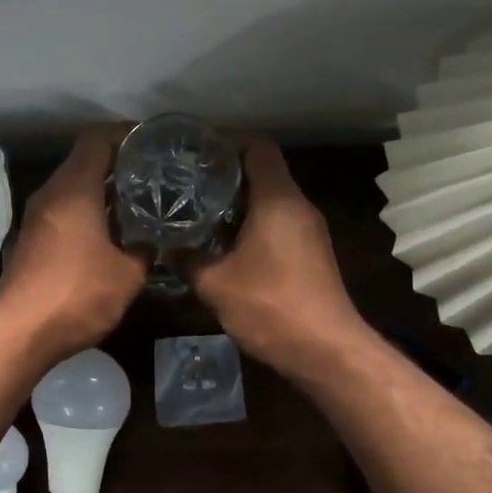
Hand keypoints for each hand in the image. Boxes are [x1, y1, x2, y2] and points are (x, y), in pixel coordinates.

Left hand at [0, 126, 148, 357]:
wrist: (21, 332)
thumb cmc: (78, 294)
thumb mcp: (128, 274)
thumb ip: (145, 249)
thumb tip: (154, 240)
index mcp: (74, 188)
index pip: (97, 140)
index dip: (125, 135)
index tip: (152, 142)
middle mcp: (51, 194)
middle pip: (84, 162)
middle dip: (119, 165)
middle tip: (154, 175)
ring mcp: (37, 218)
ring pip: (73, 189)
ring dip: (102, 192)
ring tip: (138, 203)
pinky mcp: (32, 240)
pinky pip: (64, 212)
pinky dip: (87, 213)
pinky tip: (111, 233)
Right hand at [189, 137, 365, 377]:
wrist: (327, 351)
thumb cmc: (271, 307)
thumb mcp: (215, 284)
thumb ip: (187, 258)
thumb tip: (165, 245)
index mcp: (278, 201)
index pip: (258, 148)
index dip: (227, 141)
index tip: (194, 149)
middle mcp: (298, 207)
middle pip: (262, 171)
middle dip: (224, 171)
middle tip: (185, 179)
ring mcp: (308, 231)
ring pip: (269, 199)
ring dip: (235, 200)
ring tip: (196, 207)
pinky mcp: (309, 253)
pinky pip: (275, 221)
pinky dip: (248, 222)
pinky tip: (220, 241)